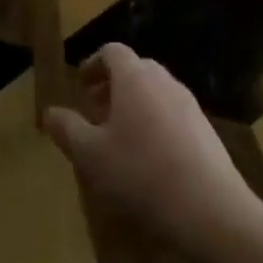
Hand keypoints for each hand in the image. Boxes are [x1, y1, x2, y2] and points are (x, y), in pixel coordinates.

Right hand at [44, 45, 262, 254]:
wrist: (212, 211)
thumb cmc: (141, 174)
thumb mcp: (91, 155)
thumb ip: (68, 129)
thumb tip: (50, 112)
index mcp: (134, 78)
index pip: (112, 51)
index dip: (93, 64)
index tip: (80, 85)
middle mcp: (164, 82)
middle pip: (136, 69)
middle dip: (113, 85)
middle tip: (96, 111)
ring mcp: (190, 106)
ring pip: (156, 93)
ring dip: (135, 105)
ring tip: (120, 138)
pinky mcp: (207, 132)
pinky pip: (174, 115)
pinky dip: (156, 124)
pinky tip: (150, 160)